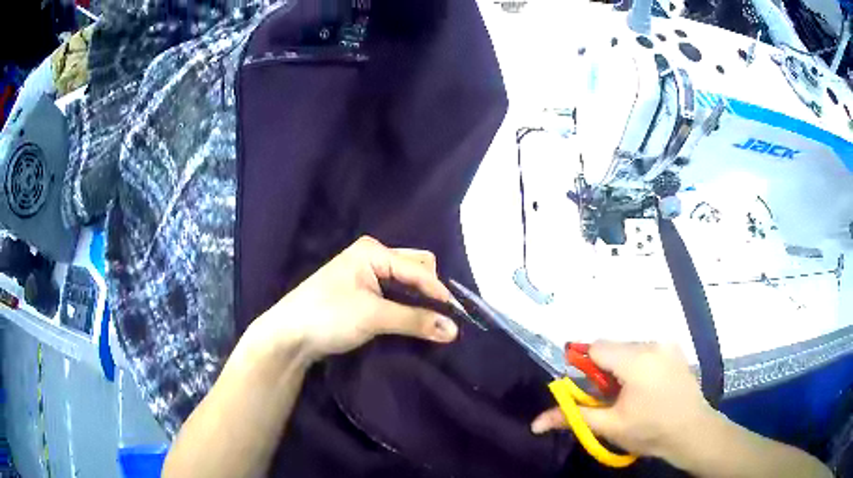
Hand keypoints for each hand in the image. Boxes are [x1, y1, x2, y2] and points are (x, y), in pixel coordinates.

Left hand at [252, 236, 458, 362]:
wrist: (289, 336)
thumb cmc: (328, 317)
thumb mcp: (373, 316)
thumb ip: (415, 320)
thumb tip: (454, 329)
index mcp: (373, 251)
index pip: (419, 269)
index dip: (439, 293)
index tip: (458, 318)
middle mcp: (371, 256)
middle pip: (415, 268)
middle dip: (430, 291)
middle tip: (442, 317)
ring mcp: (365, 273)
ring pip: (405, 281)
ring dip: (419, 299)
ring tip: (433, 321)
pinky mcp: (361, 291)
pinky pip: (394, 292)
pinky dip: (407, 304)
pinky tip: (413, 319)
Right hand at [531, 341, 714, 462]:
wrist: (692, 431)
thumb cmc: (649, 431)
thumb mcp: (609, 426)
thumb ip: (573, 416)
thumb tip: (535, 423)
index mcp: (635, 359)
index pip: (596, 347)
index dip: (587, 368)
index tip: (593, 391)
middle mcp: (652, 343)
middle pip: (613, 347)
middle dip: (605, 370)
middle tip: (612, 398)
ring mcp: (667, 343)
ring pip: (630, 348)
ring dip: (622, 367)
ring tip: (632, 394)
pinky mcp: (675, 349)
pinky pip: (646, 349)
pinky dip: (639, 364)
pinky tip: (649, 386)